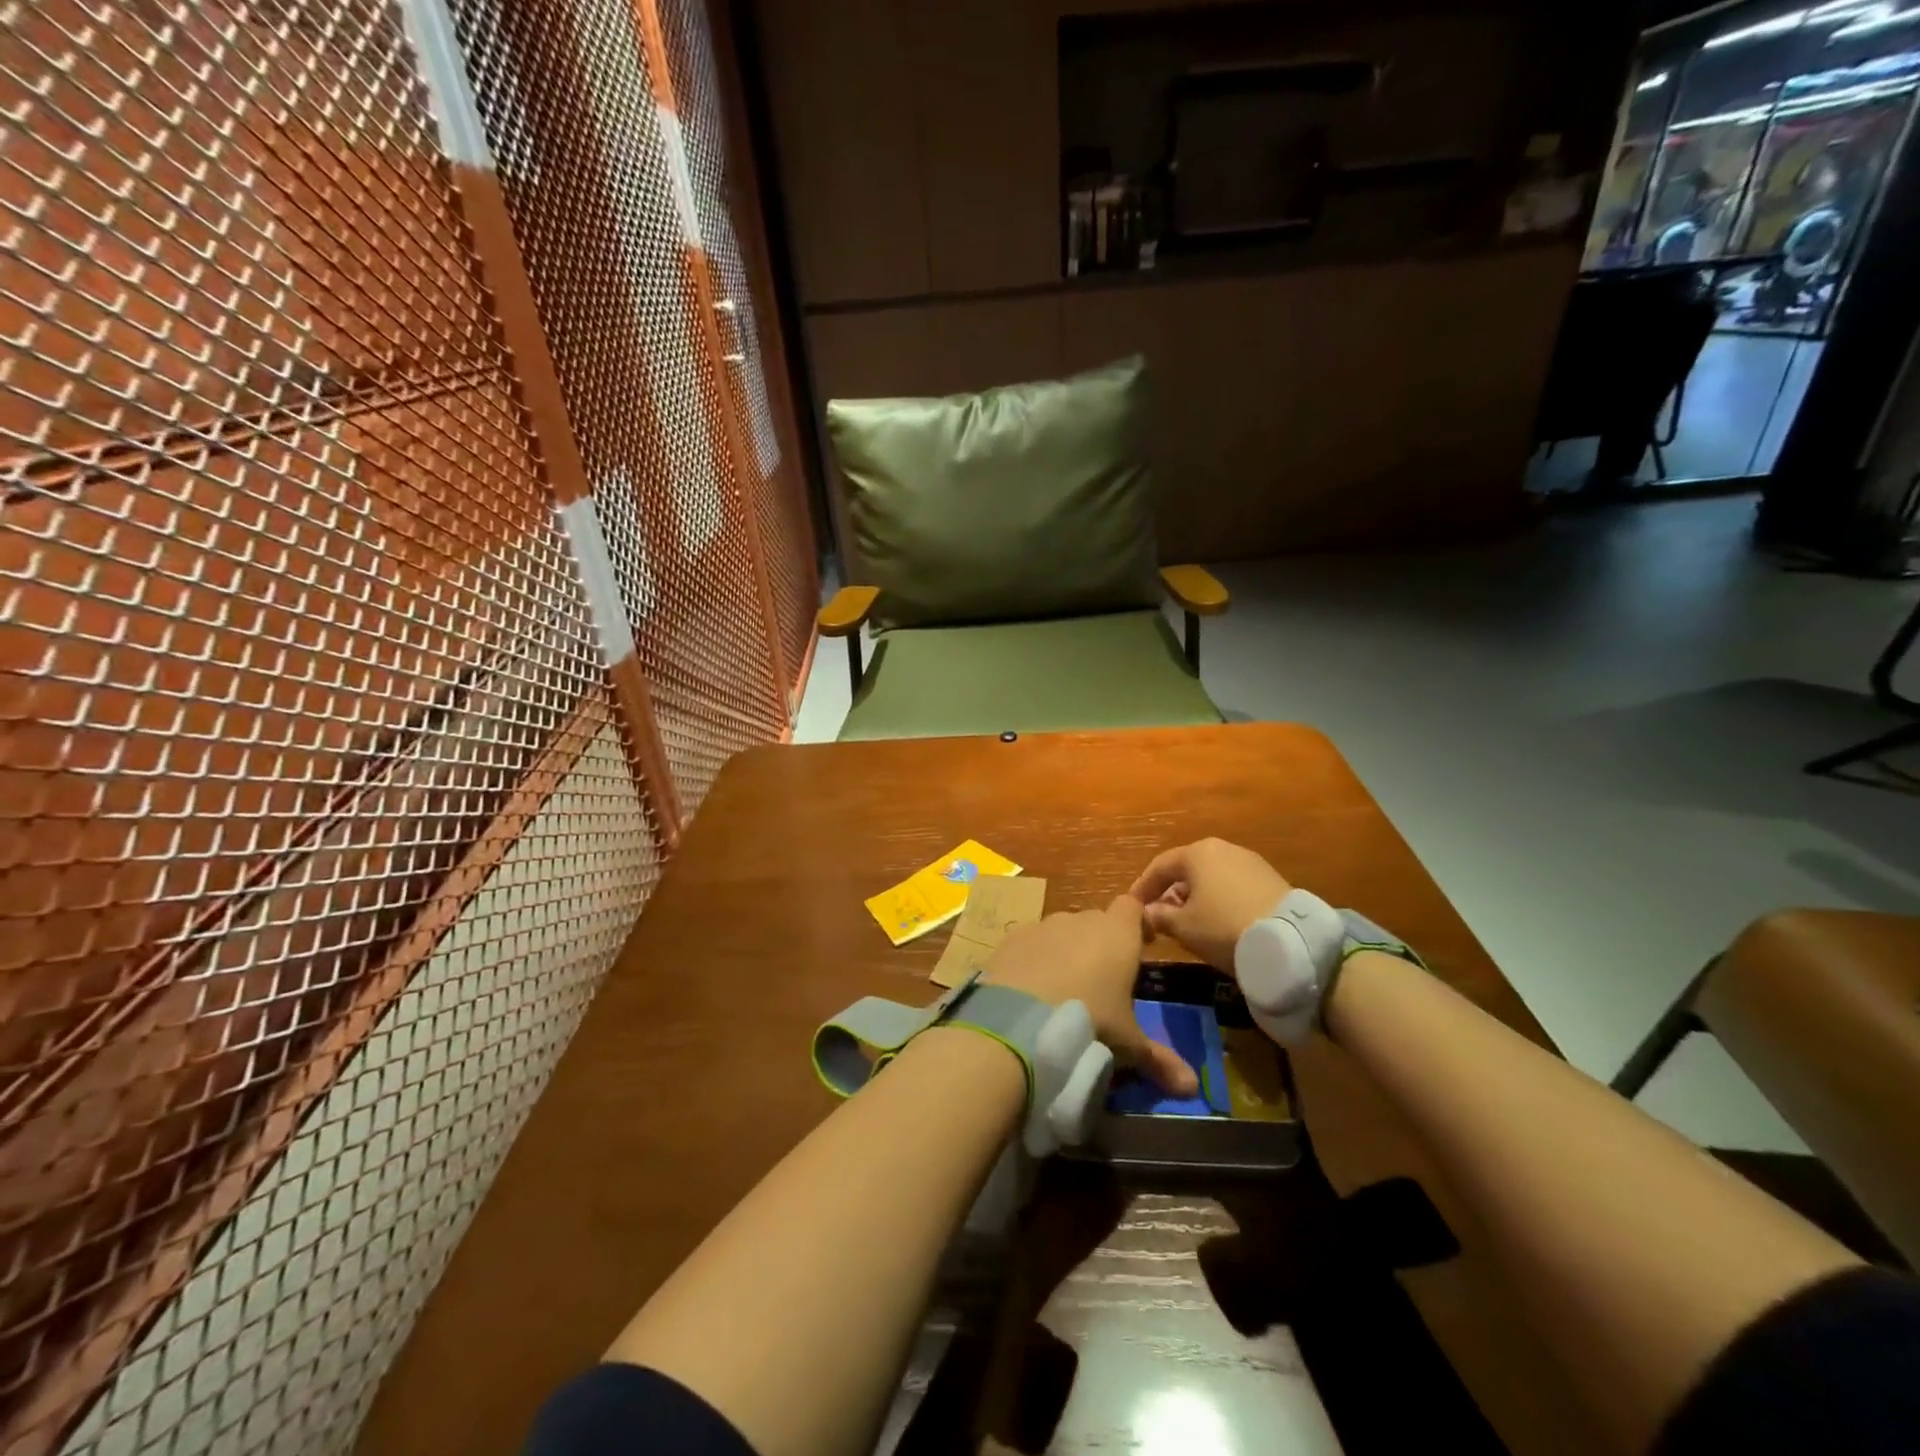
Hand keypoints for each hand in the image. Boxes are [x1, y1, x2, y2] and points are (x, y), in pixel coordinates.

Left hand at [984, 898, 1197, 1095]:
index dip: (1137, 924)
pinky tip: (1030, 991)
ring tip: (1063, 990)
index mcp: (1117, 934)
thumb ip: (1159, 1060)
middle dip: (1100, 943)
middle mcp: (1079, 920)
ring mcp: (1042, 926)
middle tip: (1102, 981)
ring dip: (1065, 951)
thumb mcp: (1127, 1045)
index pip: (1132, 907)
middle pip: (1095, 921)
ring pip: (1060, 931)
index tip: (1141, 946)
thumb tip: (1192, 1088)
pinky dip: (1033, 960)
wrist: (1019, 1021)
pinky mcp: (1011, 939)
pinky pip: (1030, 944)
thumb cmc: (1089, 1023)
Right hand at [1128, 839, 1290, 971]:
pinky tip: (1218, 922)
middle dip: (1170, 893)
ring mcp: (1250, 862)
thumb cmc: (1223, 927)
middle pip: (1187, 870)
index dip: (1142, 887)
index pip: (1159, 866)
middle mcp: (1223, 848)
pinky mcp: (1271, 879)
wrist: (1289, 941)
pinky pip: (1233, 885)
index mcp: (1197, 852)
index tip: (1133, 907)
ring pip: (1211, 878)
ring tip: (1189, 922)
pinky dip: (1219, 900)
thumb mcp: (1183, 927)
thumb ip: (1159, 916)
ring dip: (1196, 897)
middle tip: (1161, 917)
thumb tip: (1147, 912)